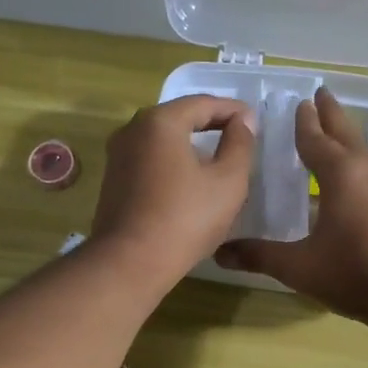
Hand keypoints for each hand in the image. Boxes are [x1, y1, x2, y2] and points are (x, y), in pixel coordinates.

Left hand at [90, 95, 256, 289]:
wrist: (130, 263)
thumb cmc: (185, 219)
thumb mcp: (228, 182)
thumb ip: (240, 144)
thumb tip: (243, 121)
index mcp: (160, 121)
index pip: (203, 103)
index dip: (233, 110)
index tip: (254, 121)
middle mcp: (132, 130)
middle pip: (179, 117)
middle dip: (210, 124)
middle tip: (238, 135)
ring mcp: (117, 156)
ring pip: (162, 140)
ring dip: (190, 144)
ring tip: (217, 158)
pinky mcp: (113, 181)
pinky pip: (149, 160)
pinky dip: (172, 162)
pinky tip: (188, 180)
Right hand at [216, 86, 367, 323]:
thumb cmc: (354, 273)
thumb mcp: (299, 267)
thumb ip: (259, 256)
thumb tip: (219, 253)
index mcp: (341, 174)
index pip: (316, 139)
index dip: (304, 122)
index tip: (299, 102)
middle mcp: (367, 168)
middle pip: (345, 132)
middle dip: (330, 113)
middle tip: (320, 93)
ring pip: (362, 148)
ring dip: (345, 135)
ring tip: (332, 129)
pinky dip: (356, 158)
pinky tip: (351, 173)